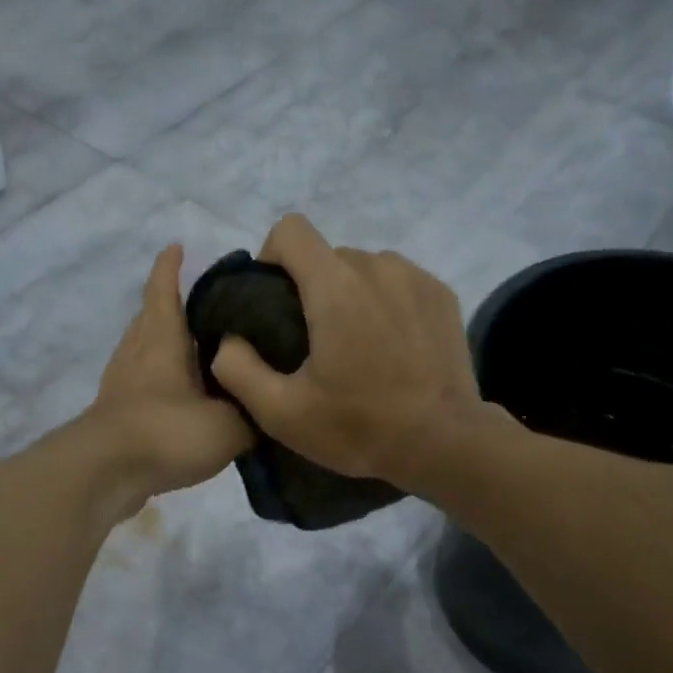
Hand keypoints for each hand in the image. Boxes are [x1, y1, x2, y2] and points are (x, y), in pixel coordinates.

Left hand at [90, 243, 252, 507]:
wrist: (106, 474)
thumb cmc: (167, 432)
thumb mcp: (228, 426)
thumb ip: (253, 415)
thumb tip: (267, 409)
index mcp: (162, 340)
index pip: (164, 290)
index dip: (170, 267)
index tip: (178, 247)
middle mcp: (137, 353)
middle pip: (151, 318)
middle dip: (172, 306)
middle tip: (207, 307)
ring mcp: (122, 384)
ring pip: (144, 352)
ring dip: (166, 347)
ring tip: (199, 354)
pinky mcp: (117, 414)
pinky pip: (142, 385)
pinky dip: (160, 382)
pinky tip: (182, 400)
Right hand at [210, 215, 492, 489]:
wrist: (444, 443)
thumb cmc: (359, 427)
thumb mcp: (282, 414)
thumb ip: (238, 370)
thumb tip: (228, 341)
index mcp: (335, 287)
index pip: (291, 230)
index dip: (271, 257)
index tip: (273, 301)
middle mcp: (378, 266)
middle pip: (328, 256)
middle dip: (312, 288)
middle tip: (314, 342)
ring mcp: (416, 278)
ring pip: (365, 268)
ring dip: (351, 295)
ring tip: (356, 347)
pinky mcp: (442, 295)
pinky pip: (399, 283)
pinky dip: (386, 304)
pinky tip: (392, 348)